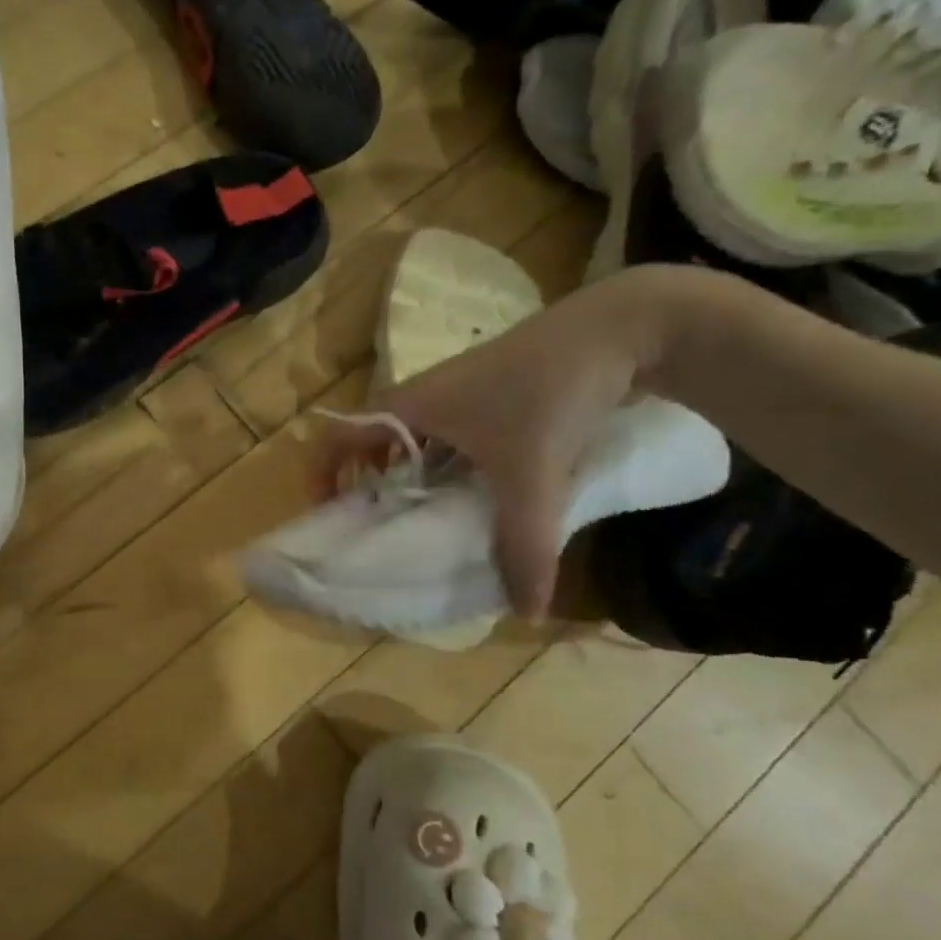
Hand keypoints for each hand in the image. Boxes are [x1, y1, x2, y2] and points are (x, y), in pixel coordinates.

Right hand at [317, 266, 699, 618]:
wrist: (621, 327)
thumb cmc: (550, 391)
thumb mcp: (533, 472)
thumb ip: (526, 543)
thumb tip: (524, 612)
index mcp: (405, 407)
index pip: (335, 436)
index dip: (320, 475)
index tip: (329, 518)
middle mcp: (417, 399)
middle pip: (367, 444)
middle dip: (362, 487)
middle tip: (375, 530)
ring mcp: (452, 395)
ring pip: (407, 443)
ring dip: (403, 480)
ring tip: (417, 522)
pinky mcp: (483, 396)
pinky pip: (441, 439)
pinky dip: (439, 469)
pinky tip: (469, 496)